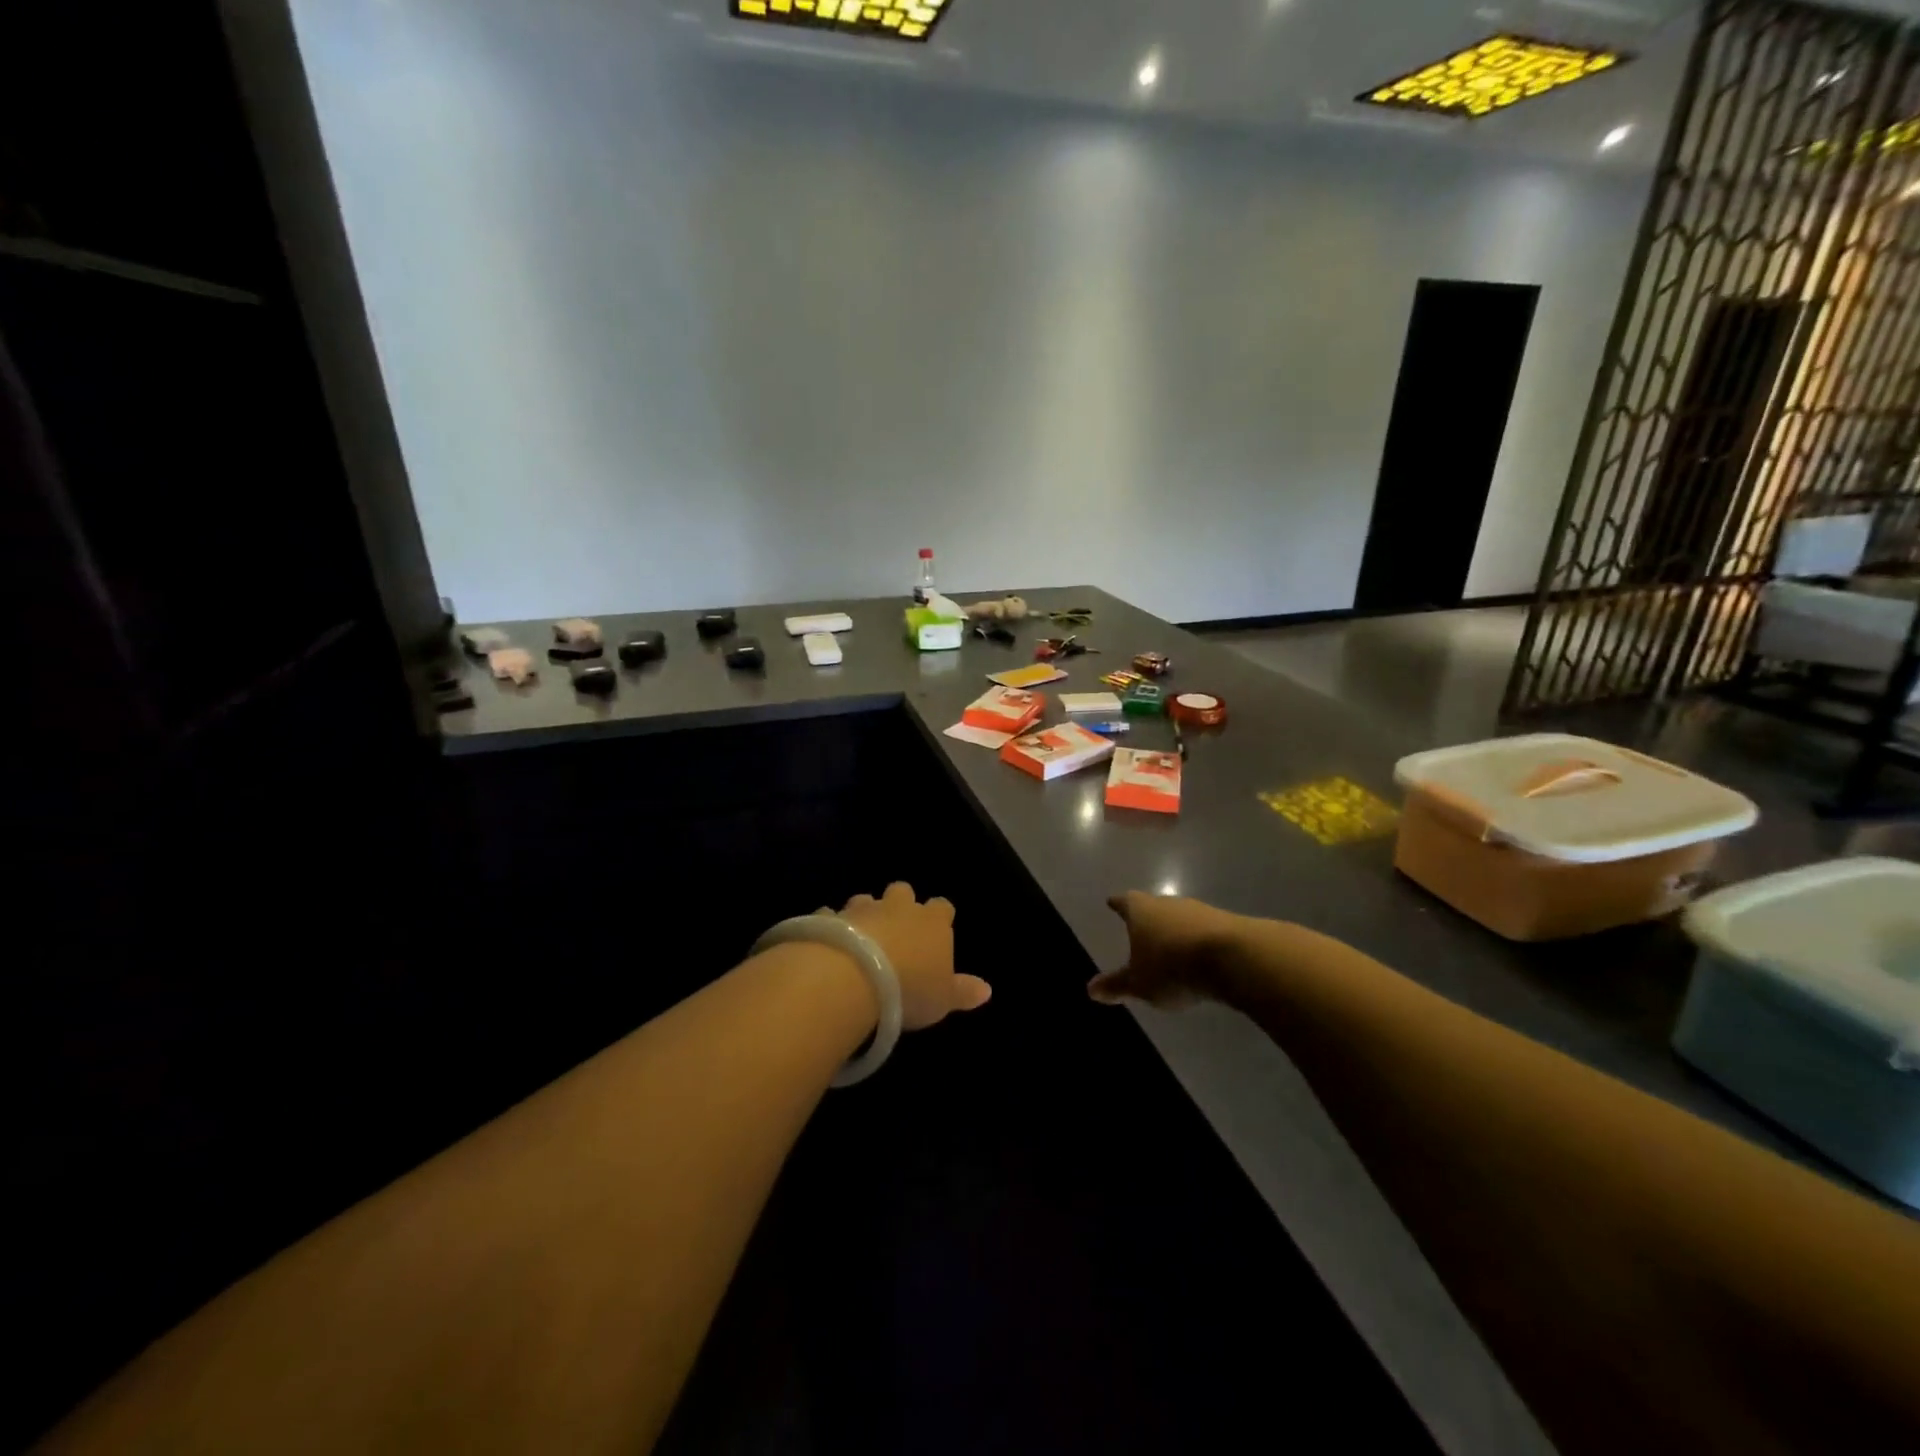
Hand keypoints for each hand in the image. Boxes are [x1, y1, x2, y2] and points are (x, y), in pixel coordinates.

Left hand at [833, 882, 990, 1029]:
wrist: (854, 977)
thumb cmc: (910, 988)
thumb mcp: (943, 999)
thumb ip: (963, 992)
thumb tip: (987, 989)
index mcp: (932, 922)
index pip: (942, 907)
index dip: (940, 916)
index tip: (938, 929)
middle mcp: (898, 907)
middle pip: (903, 891)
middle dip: (900, 903)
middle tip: (897, 926)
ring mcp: (862, 910)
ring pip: (865, 899)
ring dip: (865, 912)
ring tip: (861, 935)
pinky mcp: (830, 919)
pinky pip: (831, 916)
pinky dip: (832, 925)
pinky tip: (828, 941)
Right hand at [1089, 891, 1243, 1007]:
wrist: (1232, 958)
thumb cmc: (1172, 967)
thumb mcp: (1140, 984)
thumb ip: (1117, 985)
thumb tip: (1090, 989)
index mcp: (1141, 910)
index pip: (1125, 902)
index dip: (1118, 904)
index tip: (1112, 902)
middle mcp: (1168, 903)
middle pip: (1153, 906)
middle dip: (1148, 918)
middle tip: (1142, 928)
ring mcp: (1199, 911)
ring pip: (1180, 917)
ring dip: (1176, 930)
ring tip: (1172, 946)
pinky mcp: (1226, 923)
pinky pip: (1204, 930)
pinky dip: (1198, 941)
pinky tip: (1200, 957)